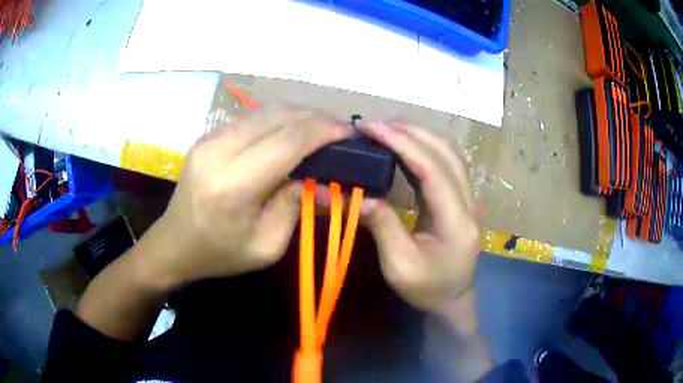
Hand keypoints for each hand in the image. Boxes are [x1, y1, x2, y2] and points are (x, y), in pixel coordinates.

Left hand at [146, 105, 352, 288]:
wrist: (175, 244)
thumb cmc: (221, 253)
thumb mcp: (267, 245)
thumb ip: (296, 206)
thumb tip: (324, 180)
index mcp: (233, 184)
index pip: (288, 141)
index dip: (323, 131)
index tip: (349, 132)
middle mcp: (219, 150)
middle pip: (277, 116)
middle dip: (315, 118)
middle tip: (340, 130)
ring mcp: (209, 138)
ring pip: (265, 111)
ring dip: (298, 115)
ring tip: (321, 128)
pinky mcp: (208, 135)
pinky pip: (252, 118)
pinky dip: (278, 119)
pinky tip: (292, 131)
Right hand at [359, 121, 479, 316]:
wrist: (453, 298)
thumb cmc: (427, 288)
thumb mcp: (399, 266)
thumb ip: (382, 226)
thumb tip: (358, 194)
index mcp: (456, 222)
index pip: (433, 170)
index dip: (403, 144)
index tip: (372, 129)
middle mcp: (469, 203)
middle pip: (446, 153)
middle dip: (410, 132)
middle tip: (374, 126)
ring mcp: (470, 198)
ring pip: (450, 153)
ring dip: (419, 135)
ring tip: (386, 129)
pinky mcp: (462, 197)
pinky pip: (447, 162)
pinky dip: (425, 147)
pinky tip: (404, 144)